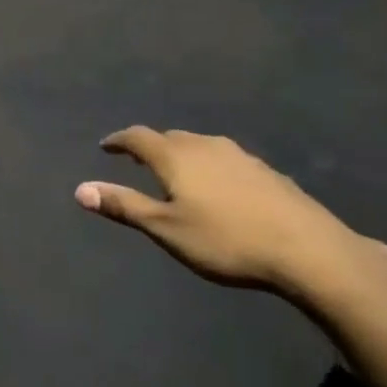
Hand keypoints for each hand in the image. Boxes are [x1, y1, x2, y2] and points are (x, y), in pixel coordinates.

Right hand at [75, 126, 385, 299]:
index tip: (105, 146)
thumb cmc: (225, 240)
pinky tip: (218, 188)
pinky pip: (224, 159)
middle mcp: (206, 146)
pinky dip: (209, 166)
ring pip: (200, 146)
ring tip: (175, 173)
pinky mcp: (266, 171)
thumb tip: (80, 189)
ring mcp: (240, 156)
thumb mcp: (166, 229)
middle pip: (170, 138)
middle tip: (137, 161)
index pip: (138, 137)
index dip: (119, 140)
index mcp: (177, 156)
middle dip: (150, 146)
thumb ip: (124, 206)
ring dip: (181, 154)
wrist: (307, 249)